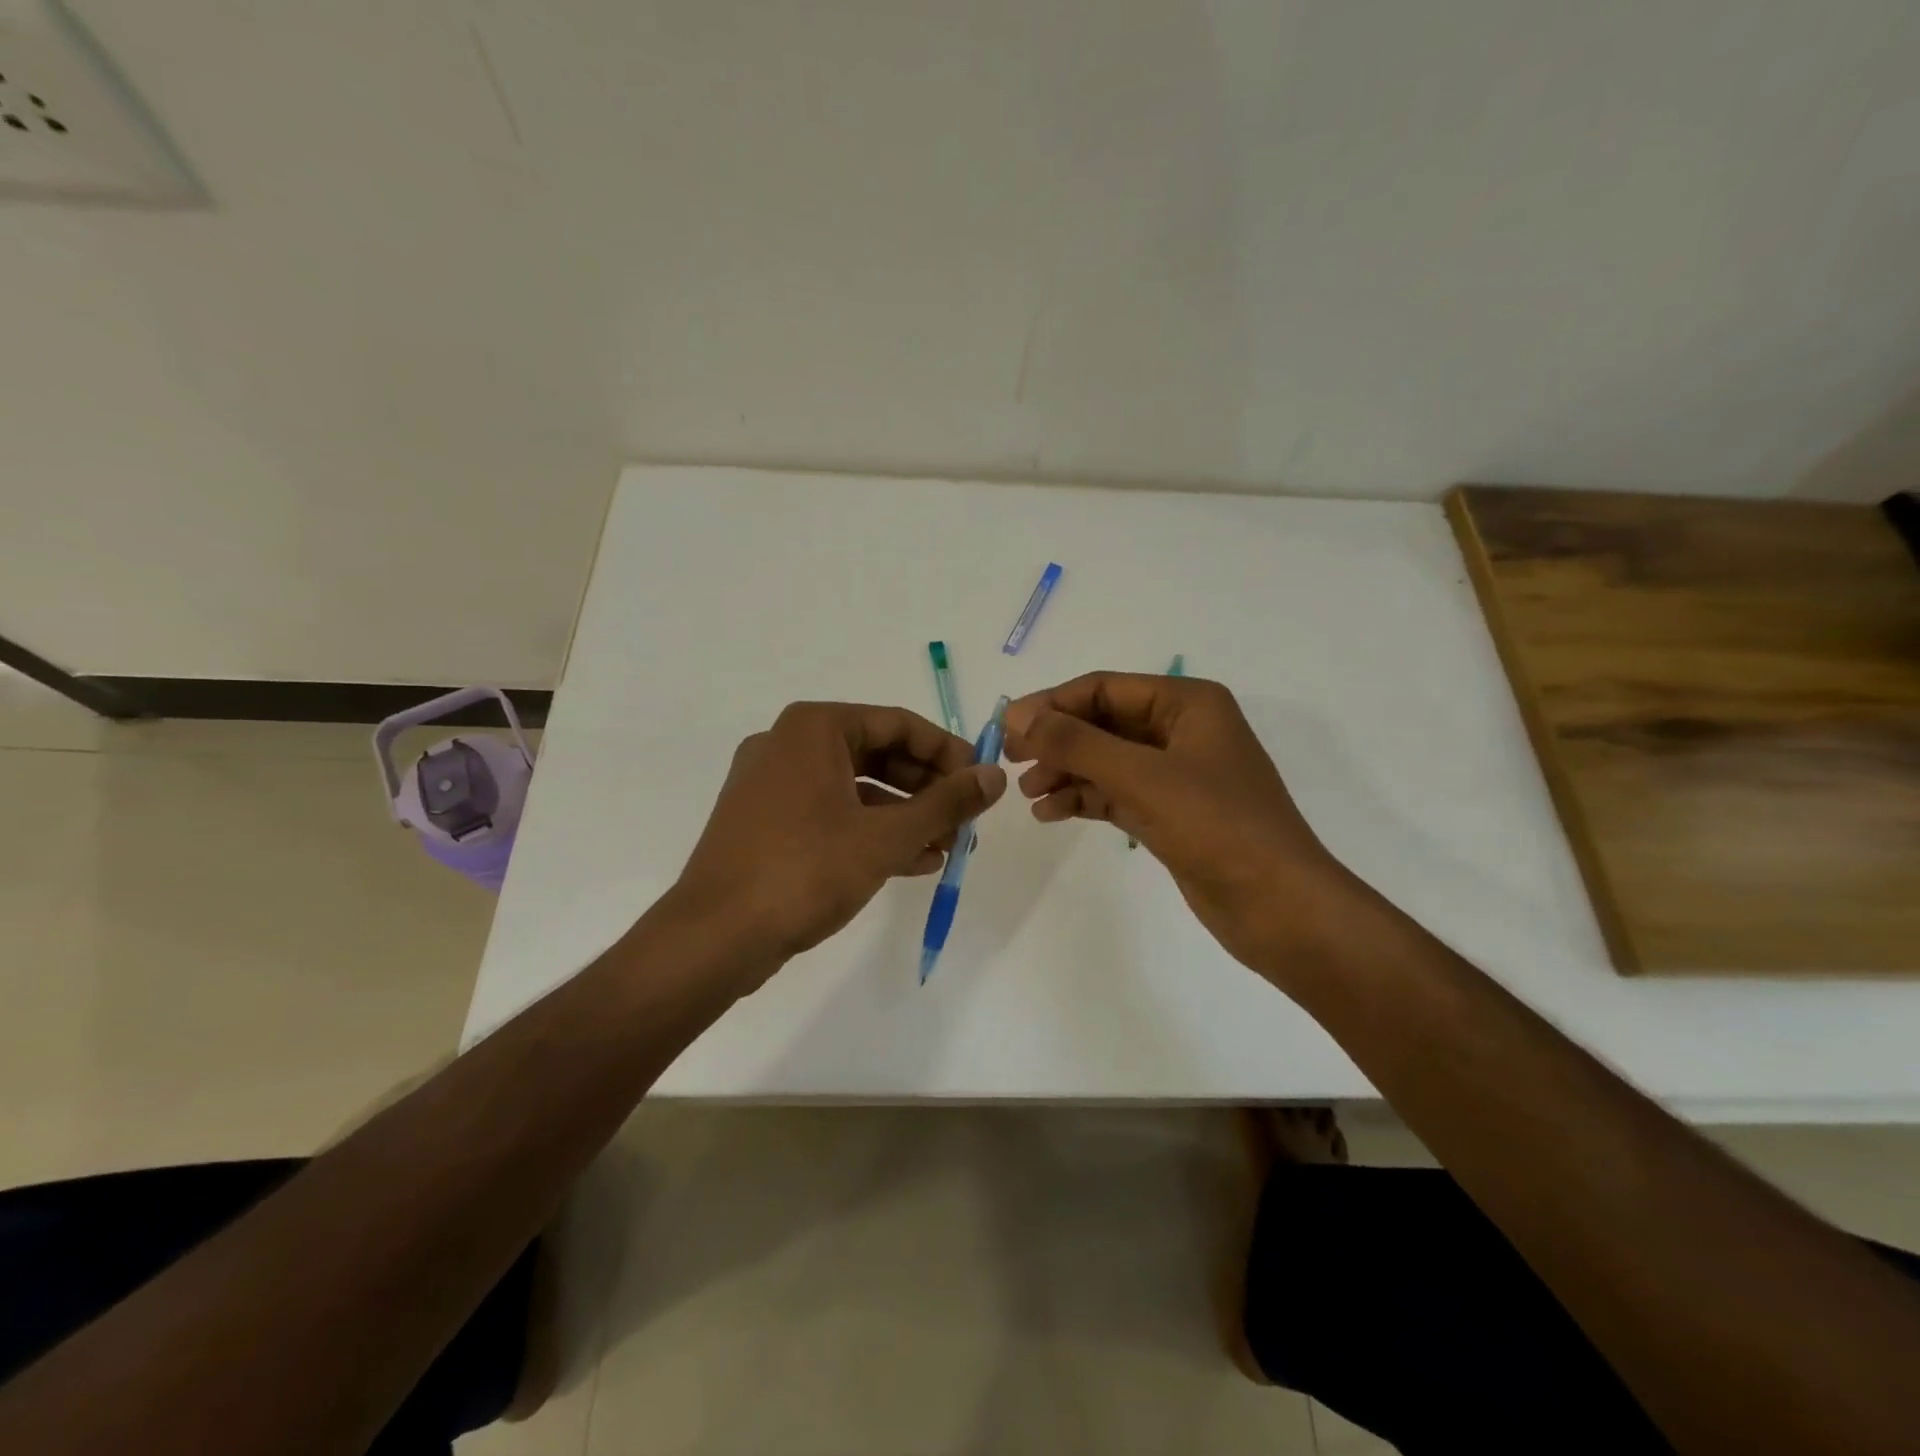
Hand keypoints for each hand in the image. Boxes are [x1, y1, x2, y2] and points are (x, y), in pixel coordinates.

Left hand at [673, 701, 1006, 970]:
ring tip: (947, 847)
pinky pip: (832, 814)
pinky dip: (871, 832)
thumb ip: (946, 803)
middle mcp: (789, 745)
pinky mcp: (767, 823)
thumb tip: (995, 776)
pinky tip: (913, 862)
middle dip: (927, 789)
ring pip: (856, 788)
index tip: (980, 783)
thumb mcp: (885, 836)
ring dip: (905, 815)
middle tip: (965, 820)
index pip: (898, 723)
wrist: (714, 938)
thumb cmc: (804, 871)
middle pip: (878, 754)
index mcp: (814, 729)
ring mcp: (773, 785)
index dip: (947, 752)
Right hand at [1005, 672, 1369, 980]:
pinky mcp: (1170, 813)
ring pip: (1105, 760)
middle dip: (1057, 739)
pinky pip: (1115, 793)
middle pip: (1102, 722)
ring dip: (1065, 771)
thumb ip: (1078, 744)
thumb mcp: (1142, 777)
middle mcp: (1181, 731)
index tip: (1007, 727)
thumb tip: (1021, 718)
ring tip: (1029, 793)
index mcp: (1187, 704)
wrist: (1279, 907)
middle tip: (1011, 759)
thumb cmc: (1217, 827)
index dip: (1053, 704)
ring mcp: (1176, 774)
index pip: (1105, 688)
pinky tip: (1050, 813)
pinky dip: (1083, 799)